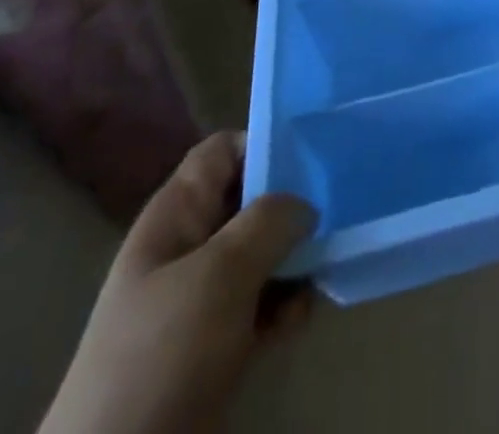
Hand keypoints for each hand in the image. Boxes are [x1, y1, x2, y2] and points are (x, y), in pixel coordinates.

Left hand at [40, 133, 317, 433]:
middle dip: (293, 205)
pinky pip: (262, 304)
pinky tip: (301, 317)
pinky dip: (285, 306)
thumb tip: (304, 205)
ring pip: (262, 254)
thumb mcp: (219, 274)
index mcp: (176, 214)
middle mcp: (189, 246)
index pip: (224, 151)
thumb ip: (268, 222)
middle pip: (250, 200)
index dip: (265, 144)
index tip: (314, 156)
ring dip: (296, 259)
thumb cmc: (162, 354)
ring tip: (324, 268)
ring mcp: (201, 299)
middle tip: (336, 211)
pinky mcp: (215, 346)